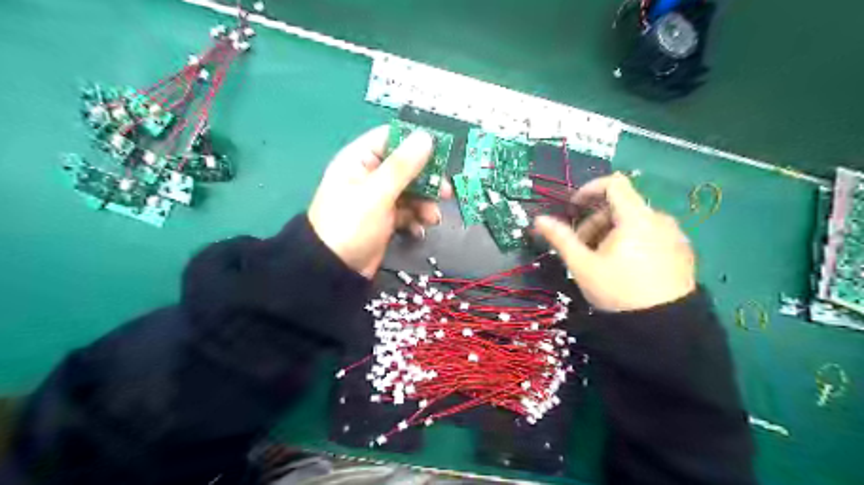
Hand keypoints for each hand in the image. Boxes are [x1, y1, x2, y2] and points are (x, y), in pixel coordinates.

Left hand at [308, 125, 452, 277]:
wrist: (334, 269)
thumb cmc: (351, 224)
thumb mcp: (377, 193)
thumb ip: (403, 166)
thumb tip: (426, 137)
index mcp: (360, 160)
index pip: (391, 138)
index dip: (416, 142)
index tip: (442, 151)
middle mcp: (370, 175)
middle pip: (406, 167)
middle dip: (427, 180)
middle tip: (446, 192)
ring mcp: (378, 198)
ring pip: (411, 191)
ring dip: (425, 203)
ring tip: (432, 218)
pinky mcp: (385, 219)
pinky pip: (407, 211)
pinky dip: (416, 219)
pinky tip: (419, 229)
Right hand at [534, 173, 693, 312]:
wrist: (665, 328)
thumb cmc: (619, 292)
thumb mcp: (583, 266)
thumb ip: (561, 238)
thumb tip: (539, 220)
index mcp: (636, 217)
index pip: (613, 183)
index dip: (589, 189)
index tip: (573, 207)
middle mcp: (660, 219)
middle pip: (621, 206)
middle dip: (595, 221)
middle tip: (582, 247)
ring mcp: (675, 234)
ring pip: (635, 221)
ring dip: (612, 232)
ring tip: (601, 260)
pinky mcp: (682, 251)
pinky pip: (651, 234)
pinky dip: (632, 240)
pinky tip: (625, 266)